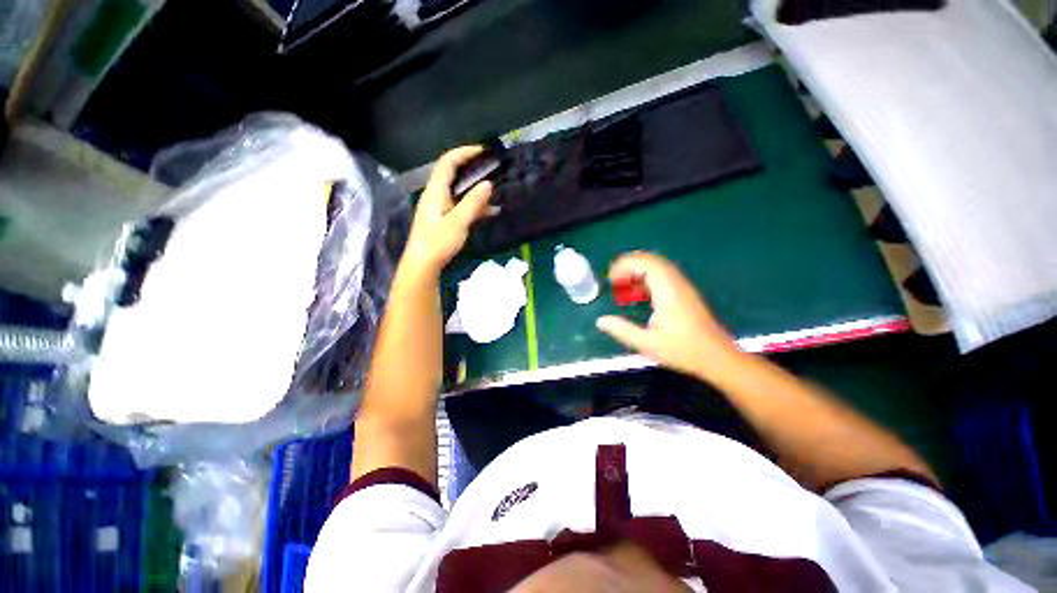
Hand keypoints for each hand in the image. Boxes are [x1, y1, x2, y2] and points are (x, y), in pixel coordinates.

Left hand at [401, 146, 493, 275]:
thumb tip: (488, 184)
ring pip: (458, 191)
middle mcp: (435, 194)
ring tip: (494, 191)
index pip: (448, 162)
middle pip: (453, 174)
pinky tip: (489, 212)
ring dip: (475, 190)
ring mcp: (439, 207)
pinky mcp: (442, 219)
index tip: (483, 151)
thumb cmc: (438, 242)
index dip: (464, 152)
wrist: (423, 264)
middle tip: (490, 168)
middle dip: (472, 168)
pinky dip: (474, 205)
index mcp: (436, 191)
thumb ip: (473, 203)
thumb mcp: (458, 222)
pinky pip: (460, 205)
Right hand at [596, 252, 742, 380]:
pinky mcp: (684, 292)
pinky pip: (662, 274)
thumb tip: (600, 321)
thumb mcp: (647, 344)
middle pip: (650, 259)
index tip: (610, 281)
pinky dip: (645, 277)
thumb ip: (622, 330)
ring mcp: (682, 286)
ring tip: (622, 286)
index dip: (624, 265)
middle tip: (613, 281)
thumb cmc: (683, 351)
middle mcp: (675, 283)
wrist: (717, 357)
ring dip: (637, 270)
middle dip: (628, 265)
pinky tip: (637, 294)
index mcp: (667, 291)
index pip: (645, 262)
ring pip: (657, 265)